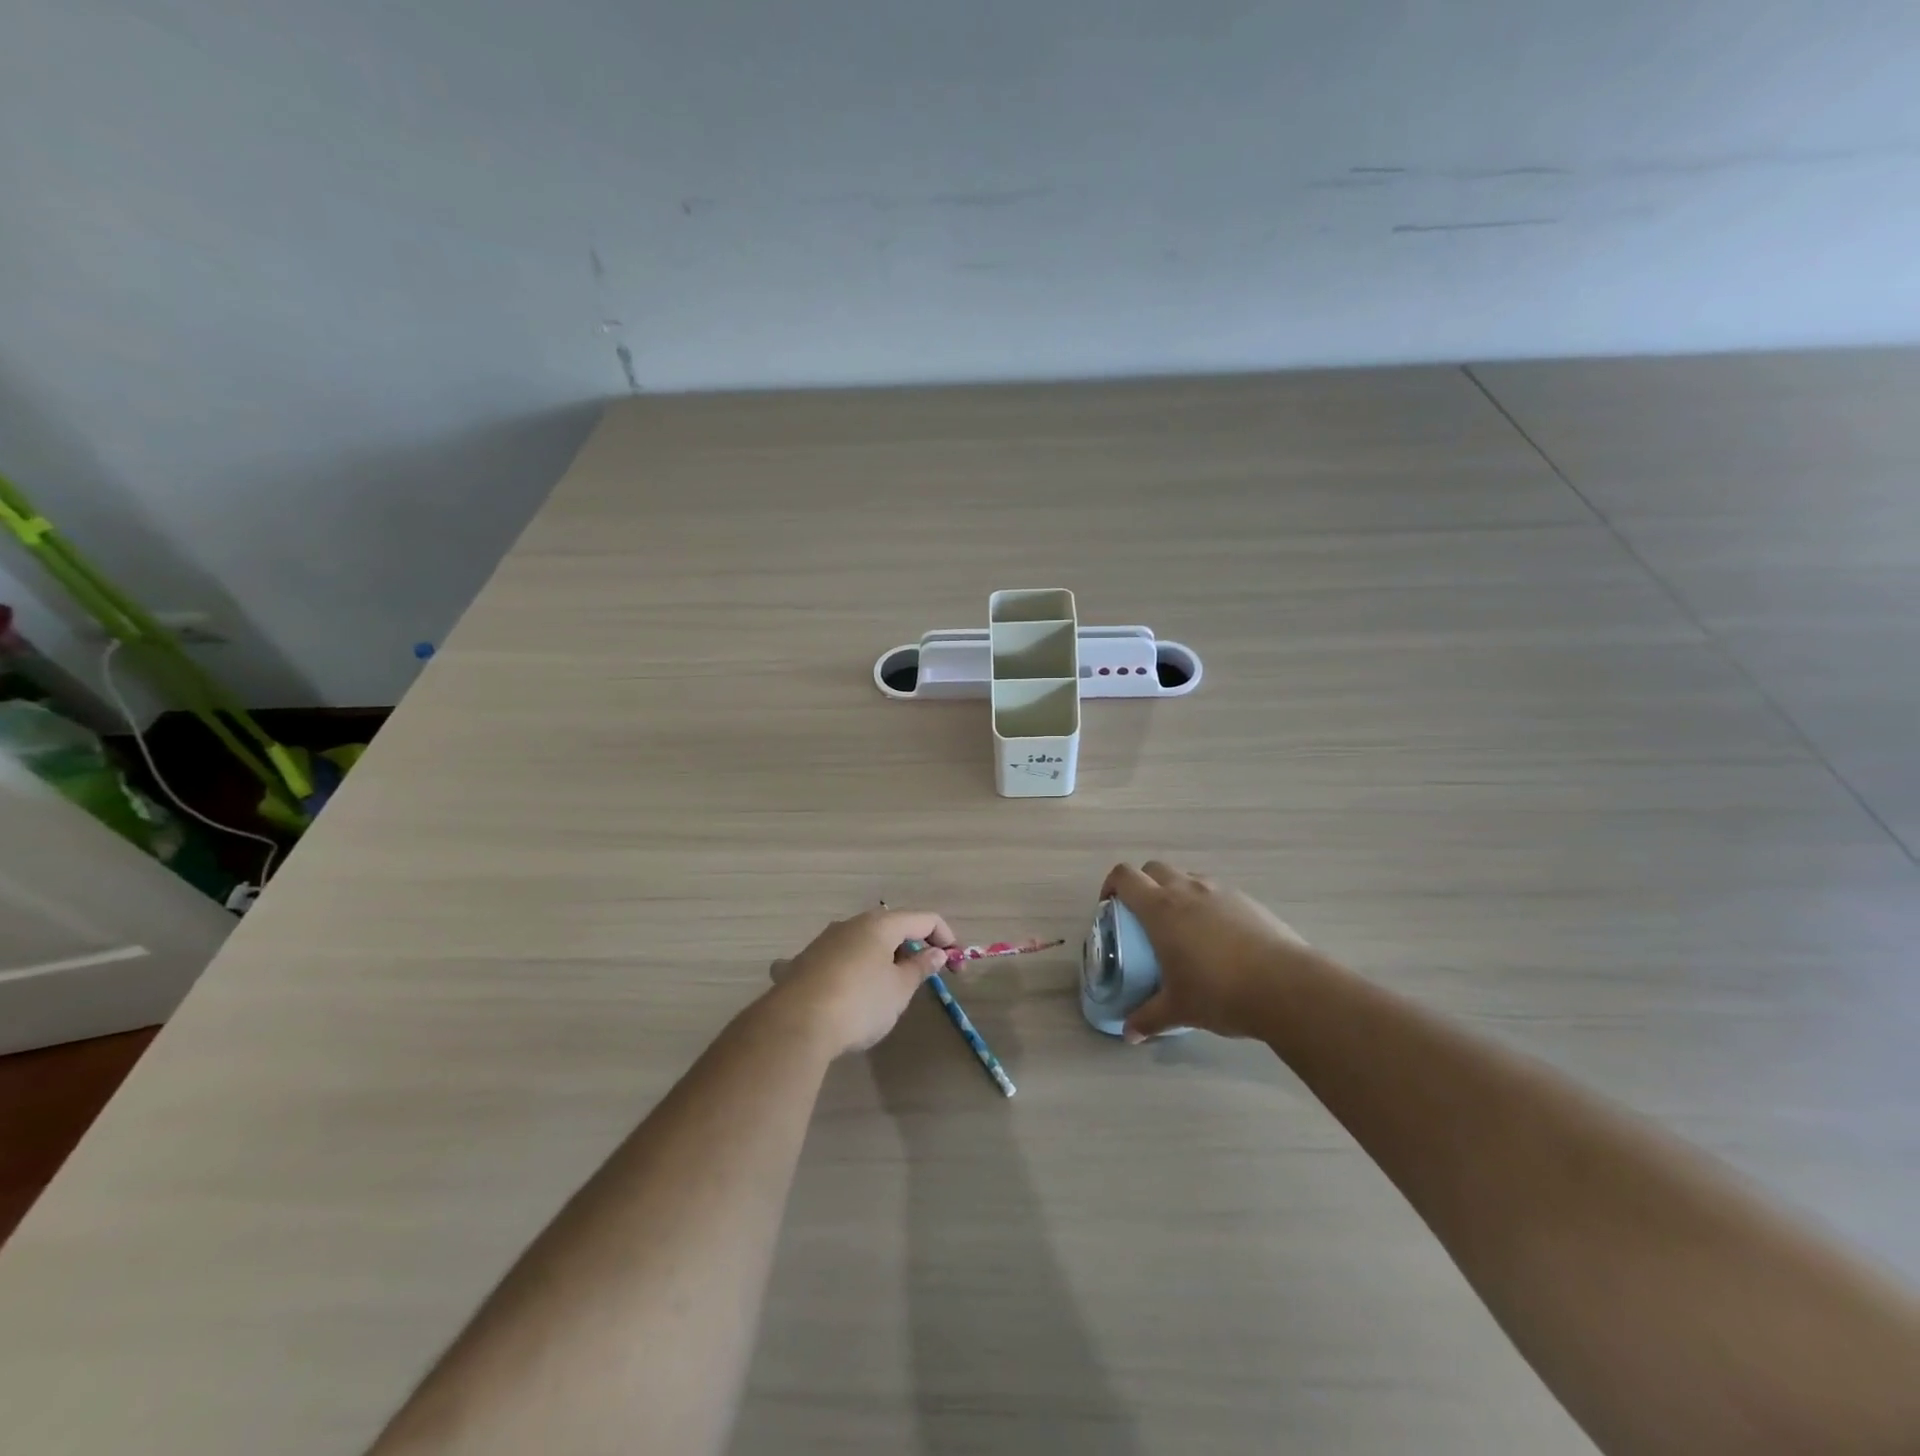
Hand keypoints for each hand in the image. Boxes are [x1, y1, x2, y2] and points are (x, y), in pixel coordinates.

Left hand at [770, 909, 955, 1055]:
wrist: (795, 1025)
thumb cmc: (860, 1003)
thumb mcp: (899, 990)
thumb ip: (920, 968)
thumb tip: (936, 953)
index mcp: (880, 924)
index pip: (924, 919)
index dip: (945, 937)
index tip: (956, 965)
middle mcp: (850, 924)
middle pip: (890, 927)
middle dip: (910, 947)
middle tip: (922, 976)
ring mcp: (823, 942)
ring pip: (860, 942)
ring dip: (877, 958)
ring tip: (884, 988)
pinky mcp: (802, 963)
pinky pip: (831, 960)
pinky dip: (843, 970)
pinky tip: (834, 989)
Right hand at [1101, 861, 1313, 1041]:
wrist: (1286, 987)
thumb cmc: (1219, 992)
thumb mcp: (1178, 1009)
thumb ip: (1148, 1018)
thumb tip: (1128, 1034)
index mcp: (1161, 909)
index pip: (1125, 877)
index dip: (1111, 885)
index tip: (1110, 907)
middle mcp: (1187, 890)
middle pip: (1154, 869)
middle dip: (1143, 885)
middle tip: (1143, 918)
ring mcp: (1220, 892)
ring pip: (1187, 878)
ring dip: (1176, 893)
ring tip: (1182, 929)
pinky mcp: (1248, 901)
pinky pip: (1216, 893)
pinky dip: (1207, 906)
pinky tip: (1218, 940)